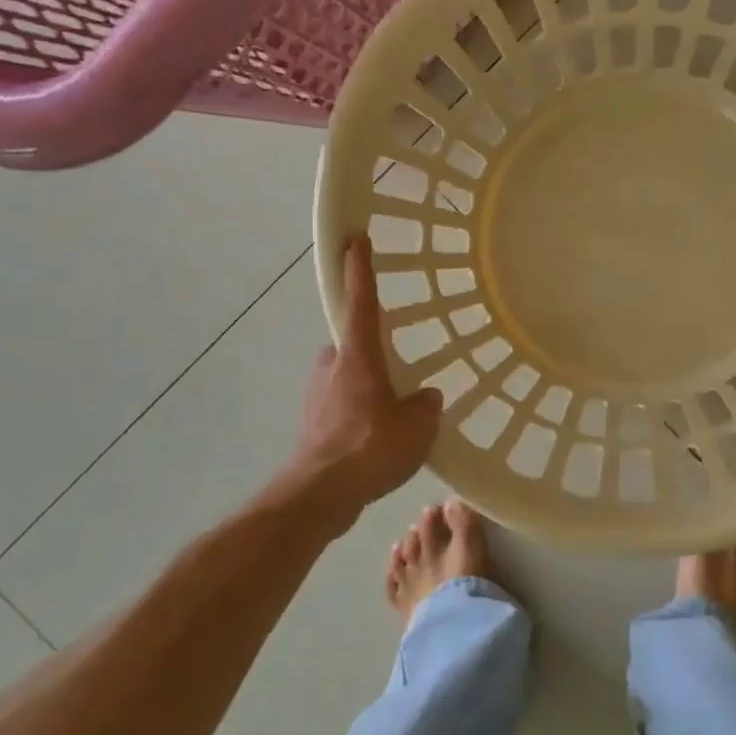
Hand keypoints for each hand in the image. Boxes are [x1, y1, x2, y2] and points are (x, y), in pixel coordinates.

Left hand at [285, 235, 442, 532]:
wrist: (319, 495)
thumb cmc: (370, 448)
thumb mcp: (417, 426)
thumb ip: (425, 406)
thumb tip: (424, 397)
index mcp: (358, 357)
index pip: (361, 303)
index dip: (360, 270)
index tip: (356, 239)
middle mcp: (332, 367)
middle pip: (350, 344)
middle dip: (368, 349)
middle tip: (395, 367)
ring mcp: (316, 395)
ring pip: (343, 376)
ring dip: (362, 384)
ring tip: (389, 411)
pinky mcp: (311, 423)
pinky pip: (339, 404)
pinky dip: (354, 411)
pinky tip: (373, 438)